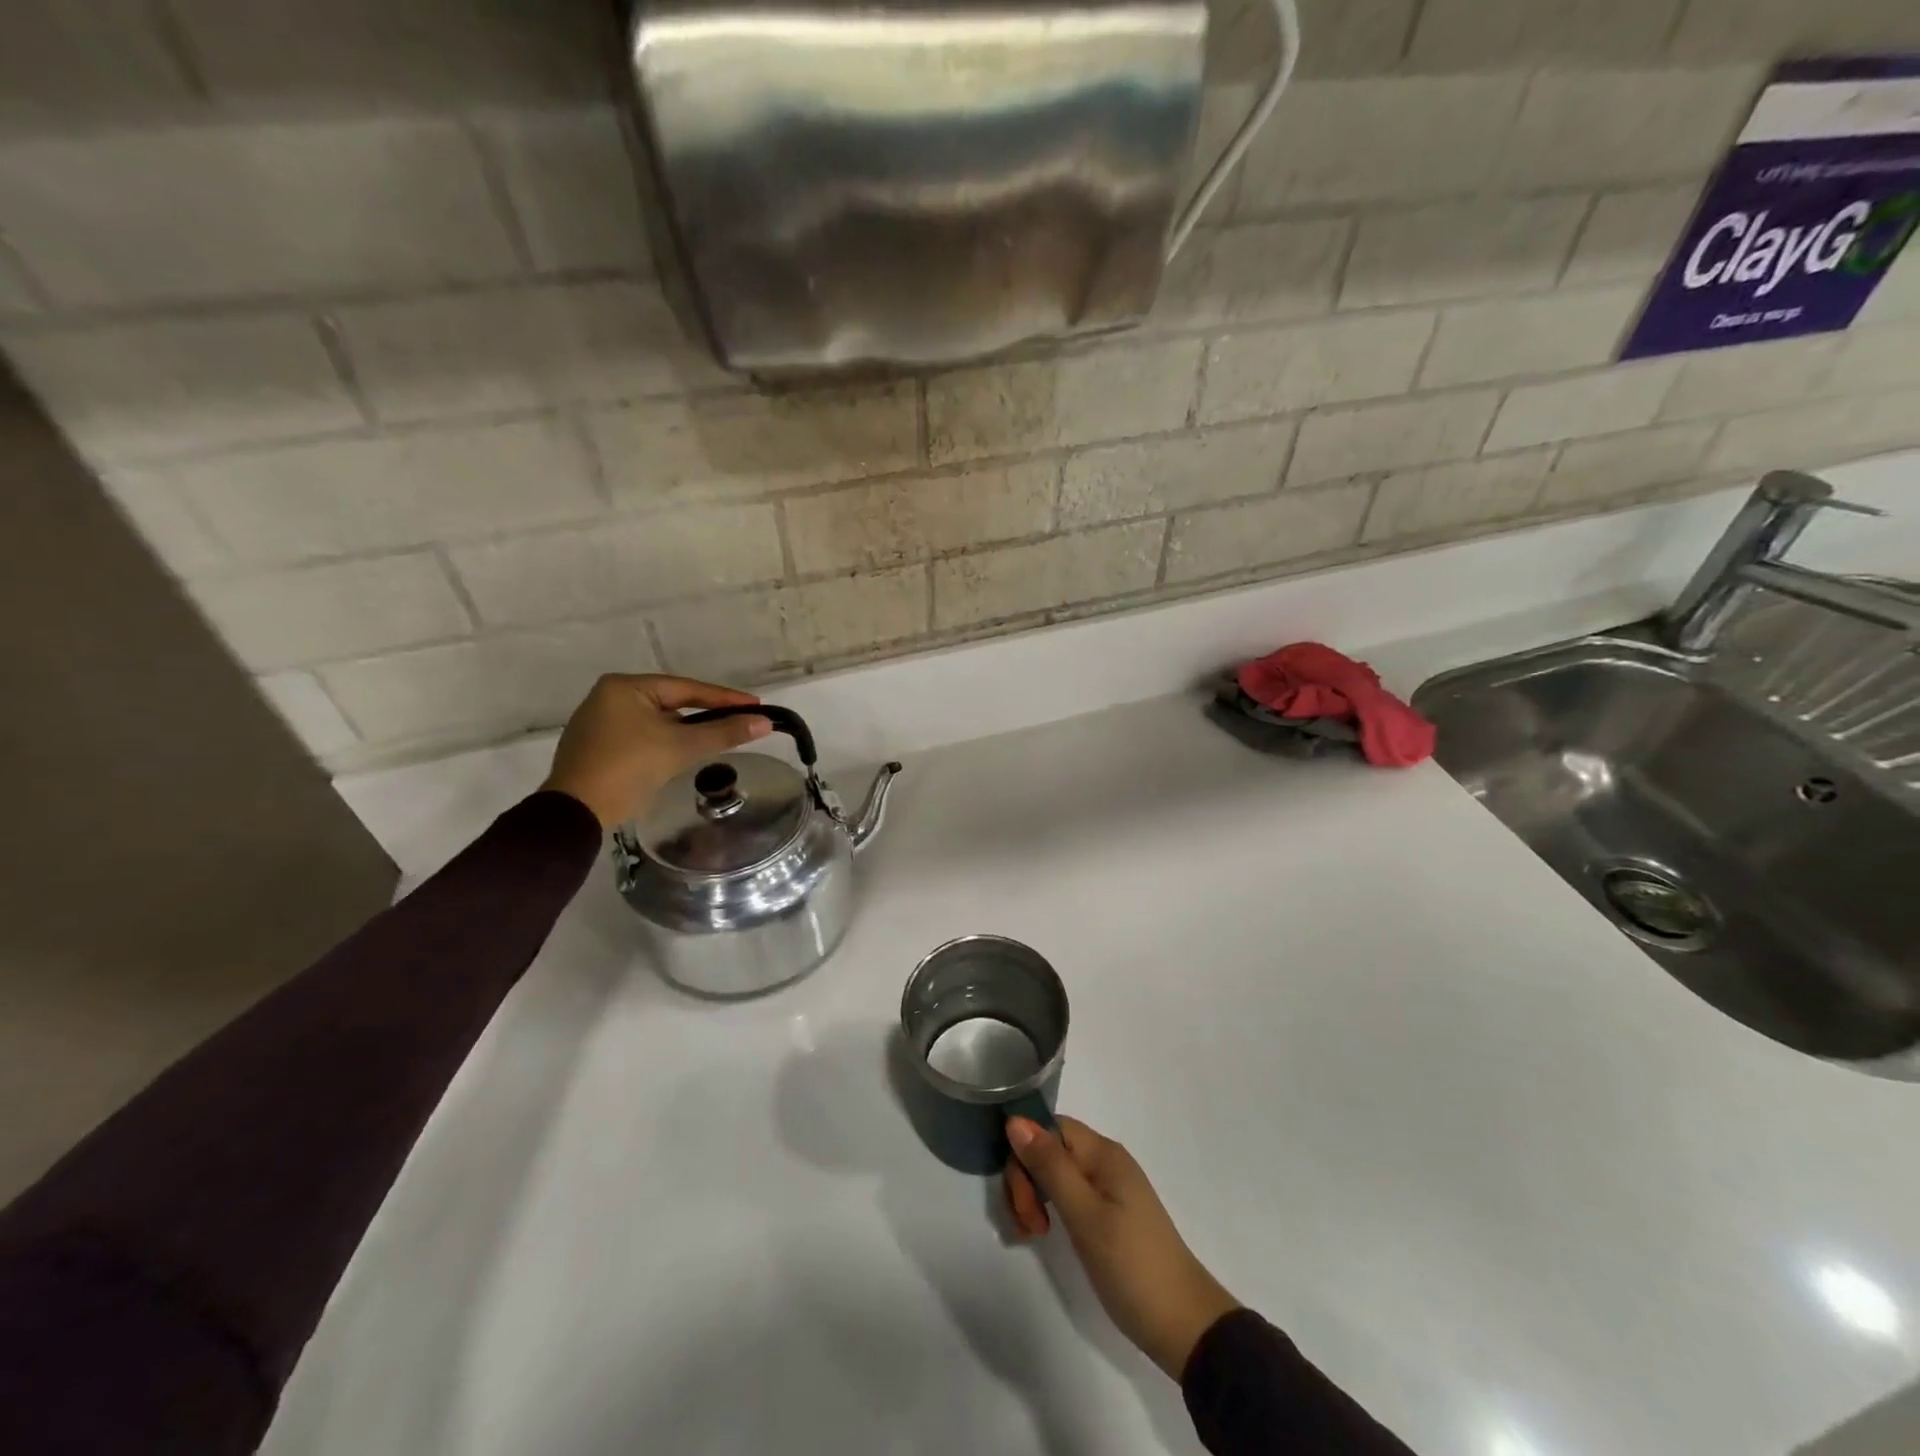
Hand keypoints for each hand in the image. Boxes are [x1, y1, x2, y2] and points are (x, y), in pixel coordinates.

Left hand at [540, 674, 770, 829]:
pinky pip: (642, 736)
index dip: (725, 698)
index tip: (756, 706)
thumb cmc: (628, 768)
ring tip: (716, 739)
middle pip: (671, 703)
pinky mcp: (596, 746)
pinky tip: (681, 754)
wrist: (575, 812)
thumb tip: (765, 723)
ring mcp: (599, 722)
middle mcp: (609, 696)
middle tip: (739, 722)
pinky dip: (665, 742)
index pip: (687, 688)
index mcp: (626, 687)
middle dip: (705, 714)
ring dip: (686, 731)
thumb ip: (724, 733)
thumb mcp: (681, 748)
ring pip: (657, 721)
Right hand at [1005, 1116, 1239, 1380]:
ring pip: (1054, 1173)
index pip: (1048, 1126)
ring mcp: (1107, 1188)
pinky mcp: (1107, 1214)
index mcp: (1102, 1152)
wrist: (1183, 1324)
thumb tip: (1014, 1120)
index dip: (1025, 1151)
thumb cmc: (1132, 1265)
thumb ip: (1050, 1166)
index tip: (1020, 1195)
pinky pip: (1067, 1194)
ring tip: (1032, 1234)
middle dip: (1027, 1180)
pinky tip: (1042, 1234)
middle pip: (1049, 1149)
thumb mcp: (1085, 1215)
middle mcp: (1104, 1161)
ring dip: (1033, 1196)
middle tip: (1027, 1226)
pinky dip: (1048, 1209)